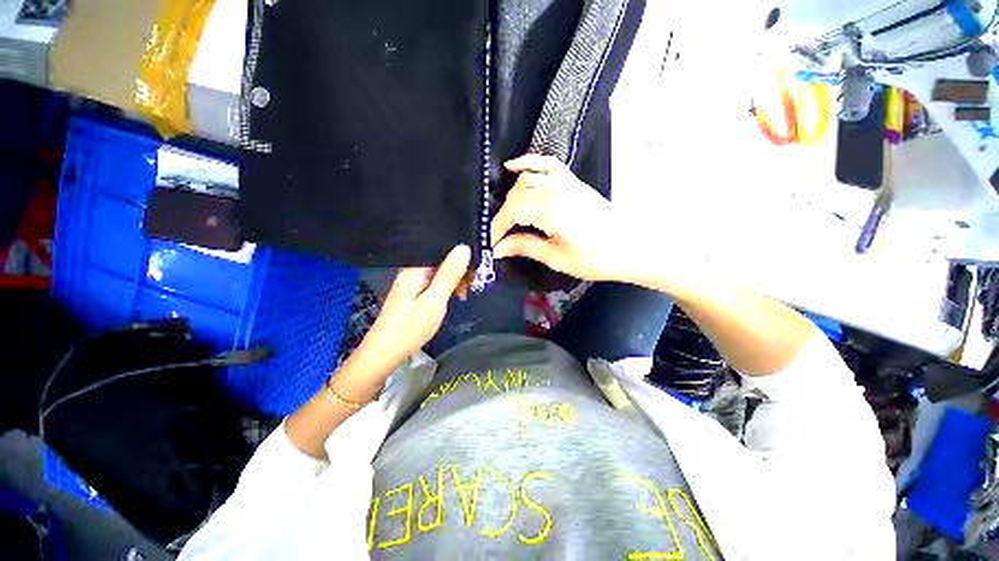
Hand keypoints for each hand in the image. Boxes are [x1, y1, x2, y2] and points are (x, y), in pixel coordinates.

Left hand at [356, 245, 471, 370]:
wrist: (384, 353)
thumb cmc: (410, 327)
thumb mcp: (435, 300)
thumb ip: (449, 274)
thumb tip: (464, 248)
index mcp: (415, 268)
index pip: (442, 251)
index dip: (461, 258)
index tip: (474, 273)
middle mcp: (412, 271)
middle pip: (441, 261)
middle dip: (459, 271)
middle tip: (469, 289)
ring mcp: (411, 283)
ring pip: (439, 273)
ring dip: (453, 281)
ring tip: (462, 296)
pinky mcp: (412, 293)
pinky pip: (433, 283)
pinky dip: (445, 289)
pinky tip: (450, 298)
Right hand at [491, 154, 639, 281]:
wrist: (631, 246)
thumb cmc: (595, 258)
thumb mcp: (556, 257)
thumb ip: (525, 247)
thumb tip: (499, 248)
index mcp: (550, 210)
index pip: (511, 213)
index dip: (497, 228)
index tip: (491, 244)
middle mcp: (554, 189)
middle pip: (516, 196)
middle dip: (503, 216)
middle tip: (500, 236)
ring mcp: (565, 182)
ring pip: (526, 180)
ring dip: (512, 197)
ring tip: (508, 217)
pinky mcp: (572, 181)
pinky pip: (546, 164)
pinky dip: (528, 162)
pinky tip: (512, 166)